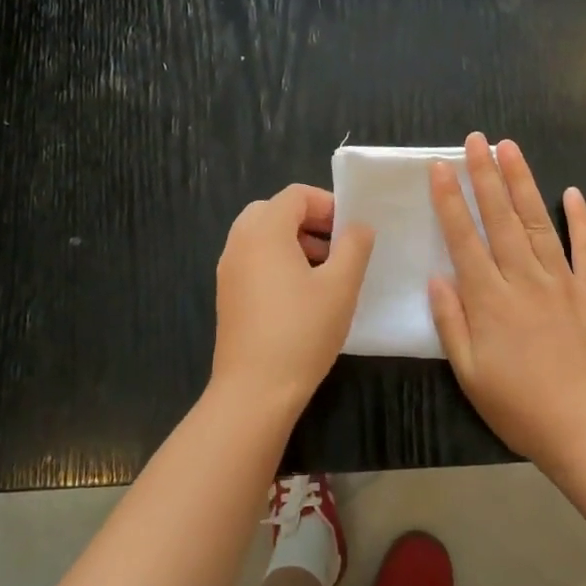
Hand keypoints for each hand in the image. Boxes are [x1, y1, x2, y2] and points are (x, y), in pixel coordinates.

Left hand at [213, 185, 374, 414]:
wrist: (254, 390)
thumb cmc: (302, 331)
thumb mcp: (341, 285)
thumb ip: (354, 246)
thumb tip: (358, 226)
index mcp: (264, 231)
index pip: (295, 195)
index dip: (327, 204)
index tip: (351, 229)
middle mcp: (239, 242)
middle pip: (274, 211)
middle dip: (309, 221)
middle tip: (337, 245)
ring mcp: (229, 269)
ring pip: (262, 236)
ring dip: (293, 241)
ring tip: (325, 271)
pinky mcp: (228, 295)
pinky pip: (253, 260)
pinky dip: (277, 261)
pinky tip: (302, 294)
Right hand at [428, 133, 585, 471]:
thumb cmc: (521, 408)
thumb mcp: (470, 374)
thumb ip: (451, 322)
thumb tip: (437, 277)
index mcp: (489, 300)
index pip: (464, 238)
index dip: (450, 200)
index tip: (440, 166)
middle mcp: (523, 280)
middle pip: (500, 218)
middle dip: (485, 175)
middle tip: (476, 139)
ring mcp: (563, 283)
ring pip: (537, 223)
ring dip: (523, 183)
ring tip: (510, 149)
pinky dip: (580, 219)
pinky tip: (572, 193)